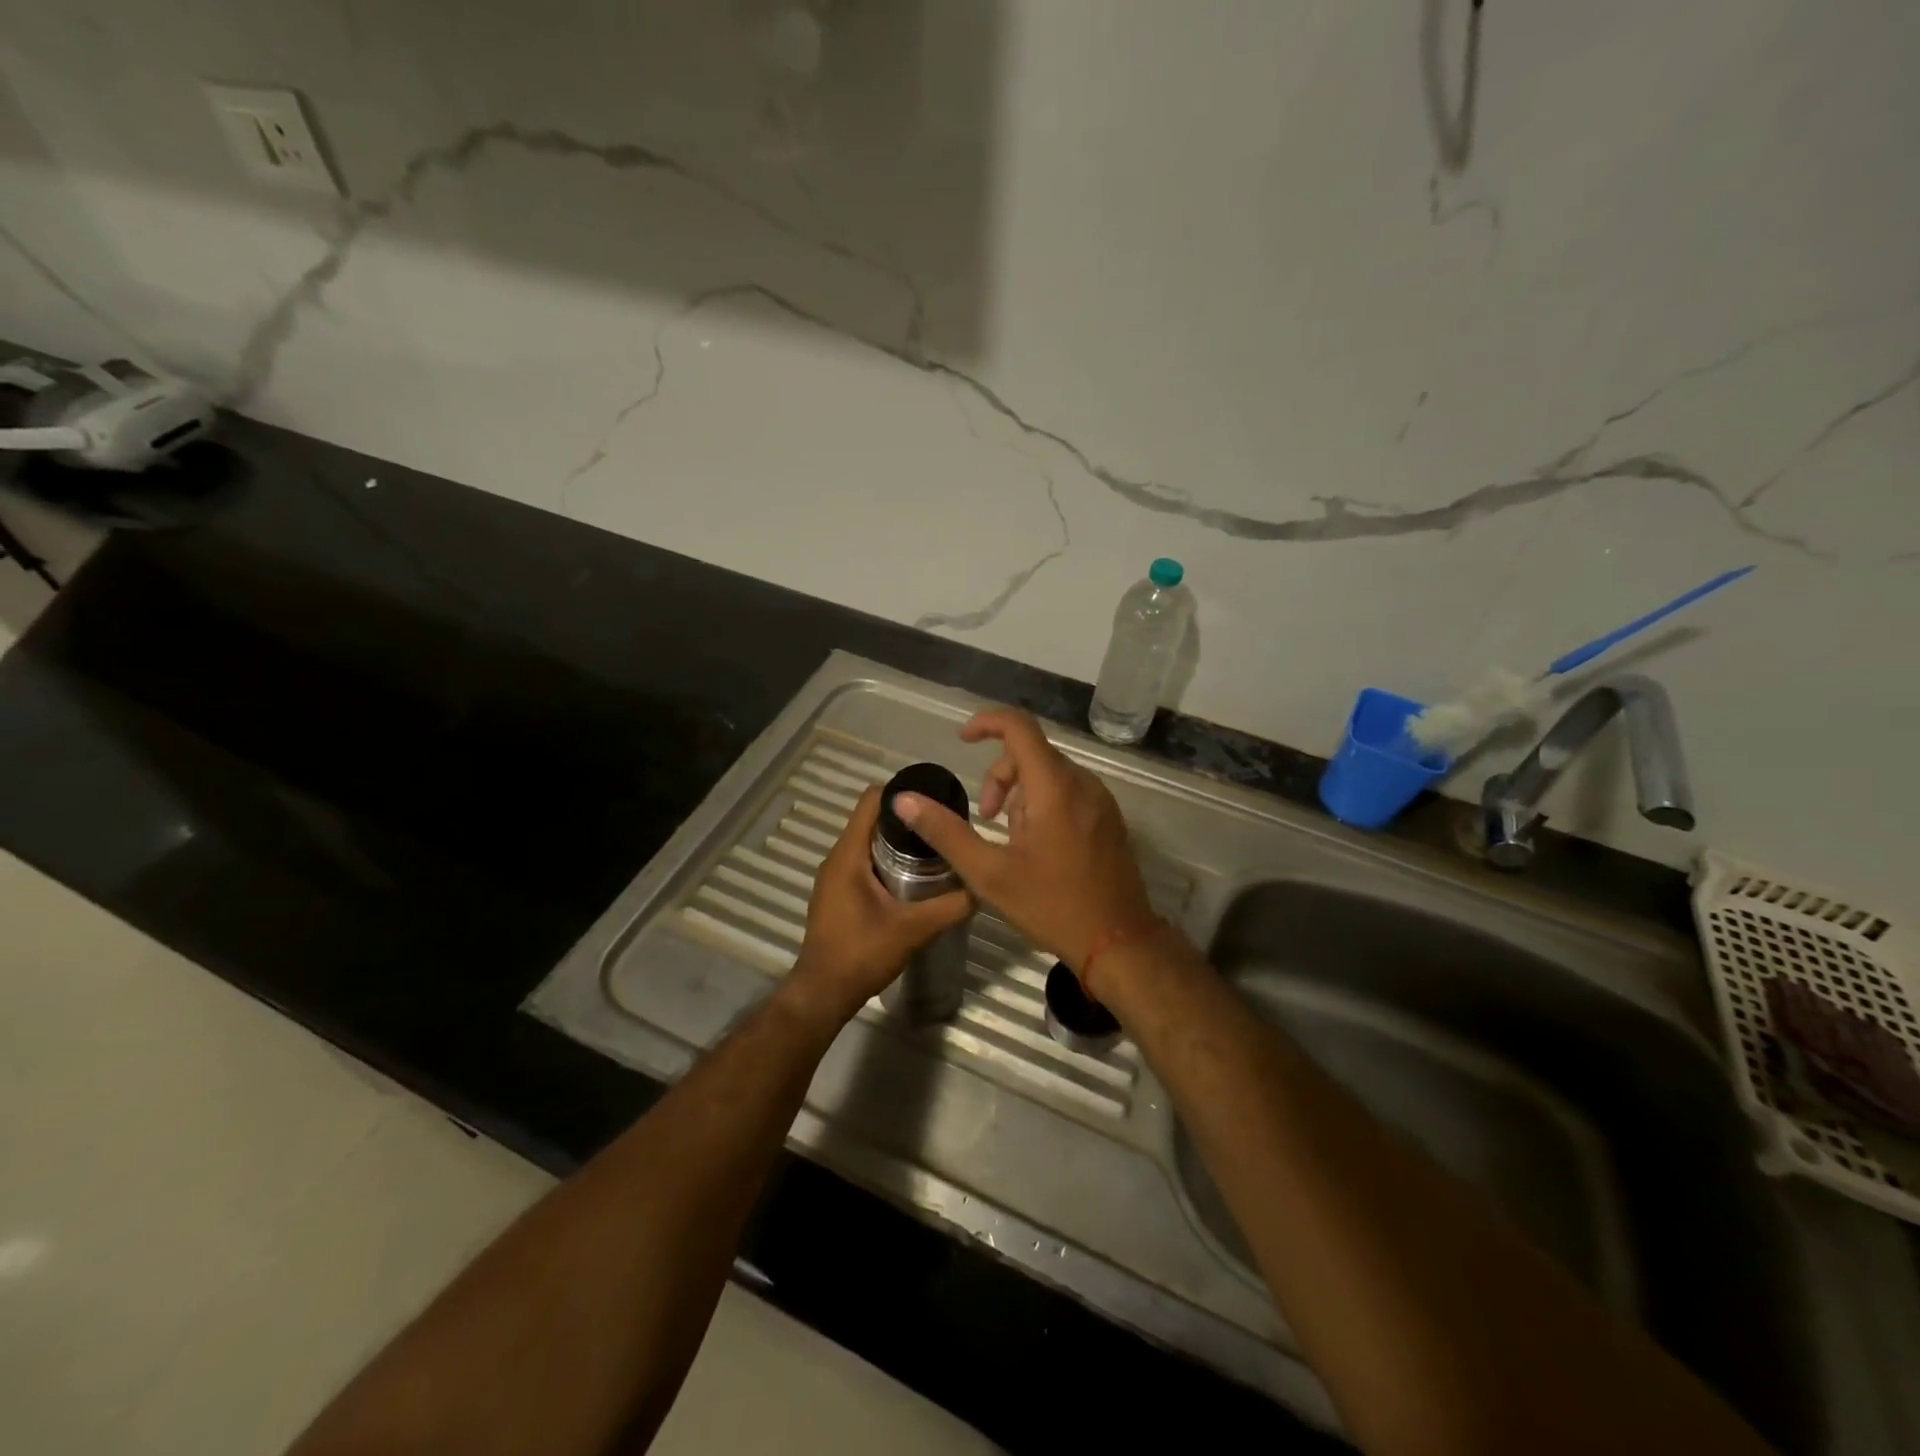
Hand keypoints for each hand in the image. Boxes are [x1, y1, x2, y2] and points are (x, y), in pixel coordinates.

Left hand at [780, 784, 973, 1027]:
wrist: (823, 993)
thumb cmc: (862, 954)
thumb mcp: (913, 929)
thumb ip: (950, 906)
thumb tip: (982, 887)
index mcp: (848, 854)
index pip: (871, 800)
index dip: (902, 793)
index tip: (934, 799)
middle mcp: (837, 857)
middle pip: (872, 819)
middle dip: (907, 818)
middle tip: (943, 827)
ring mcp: (834, 876)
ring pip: (869, 841)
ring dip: (898, 840)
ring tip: (934, 849)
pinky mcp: (838, 893)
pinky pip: (864, 861)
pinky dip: (887, 860)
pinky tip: (913, 878)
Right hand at [892, 708, 1153, 978]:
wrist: (1119, 942)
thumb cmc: (1052, 906)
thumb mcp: (989, 873)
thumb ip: (945, 832)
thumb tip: (904, 800)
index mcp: (1054, 788)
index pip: (1019, 727)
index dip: (986, 722)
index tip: (961, 739)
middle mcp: (1082, 783)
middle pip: (1031, 753)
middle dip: (1000, 778)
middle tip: (986, 820)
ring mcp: (1101, 800)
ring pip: (1050, 774)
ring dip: (1022, 795)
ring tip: (1013, 841)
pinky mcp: (1109, 818)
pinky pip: (1069, 791)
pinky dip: (1044, 804)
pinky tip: (1038, 846)